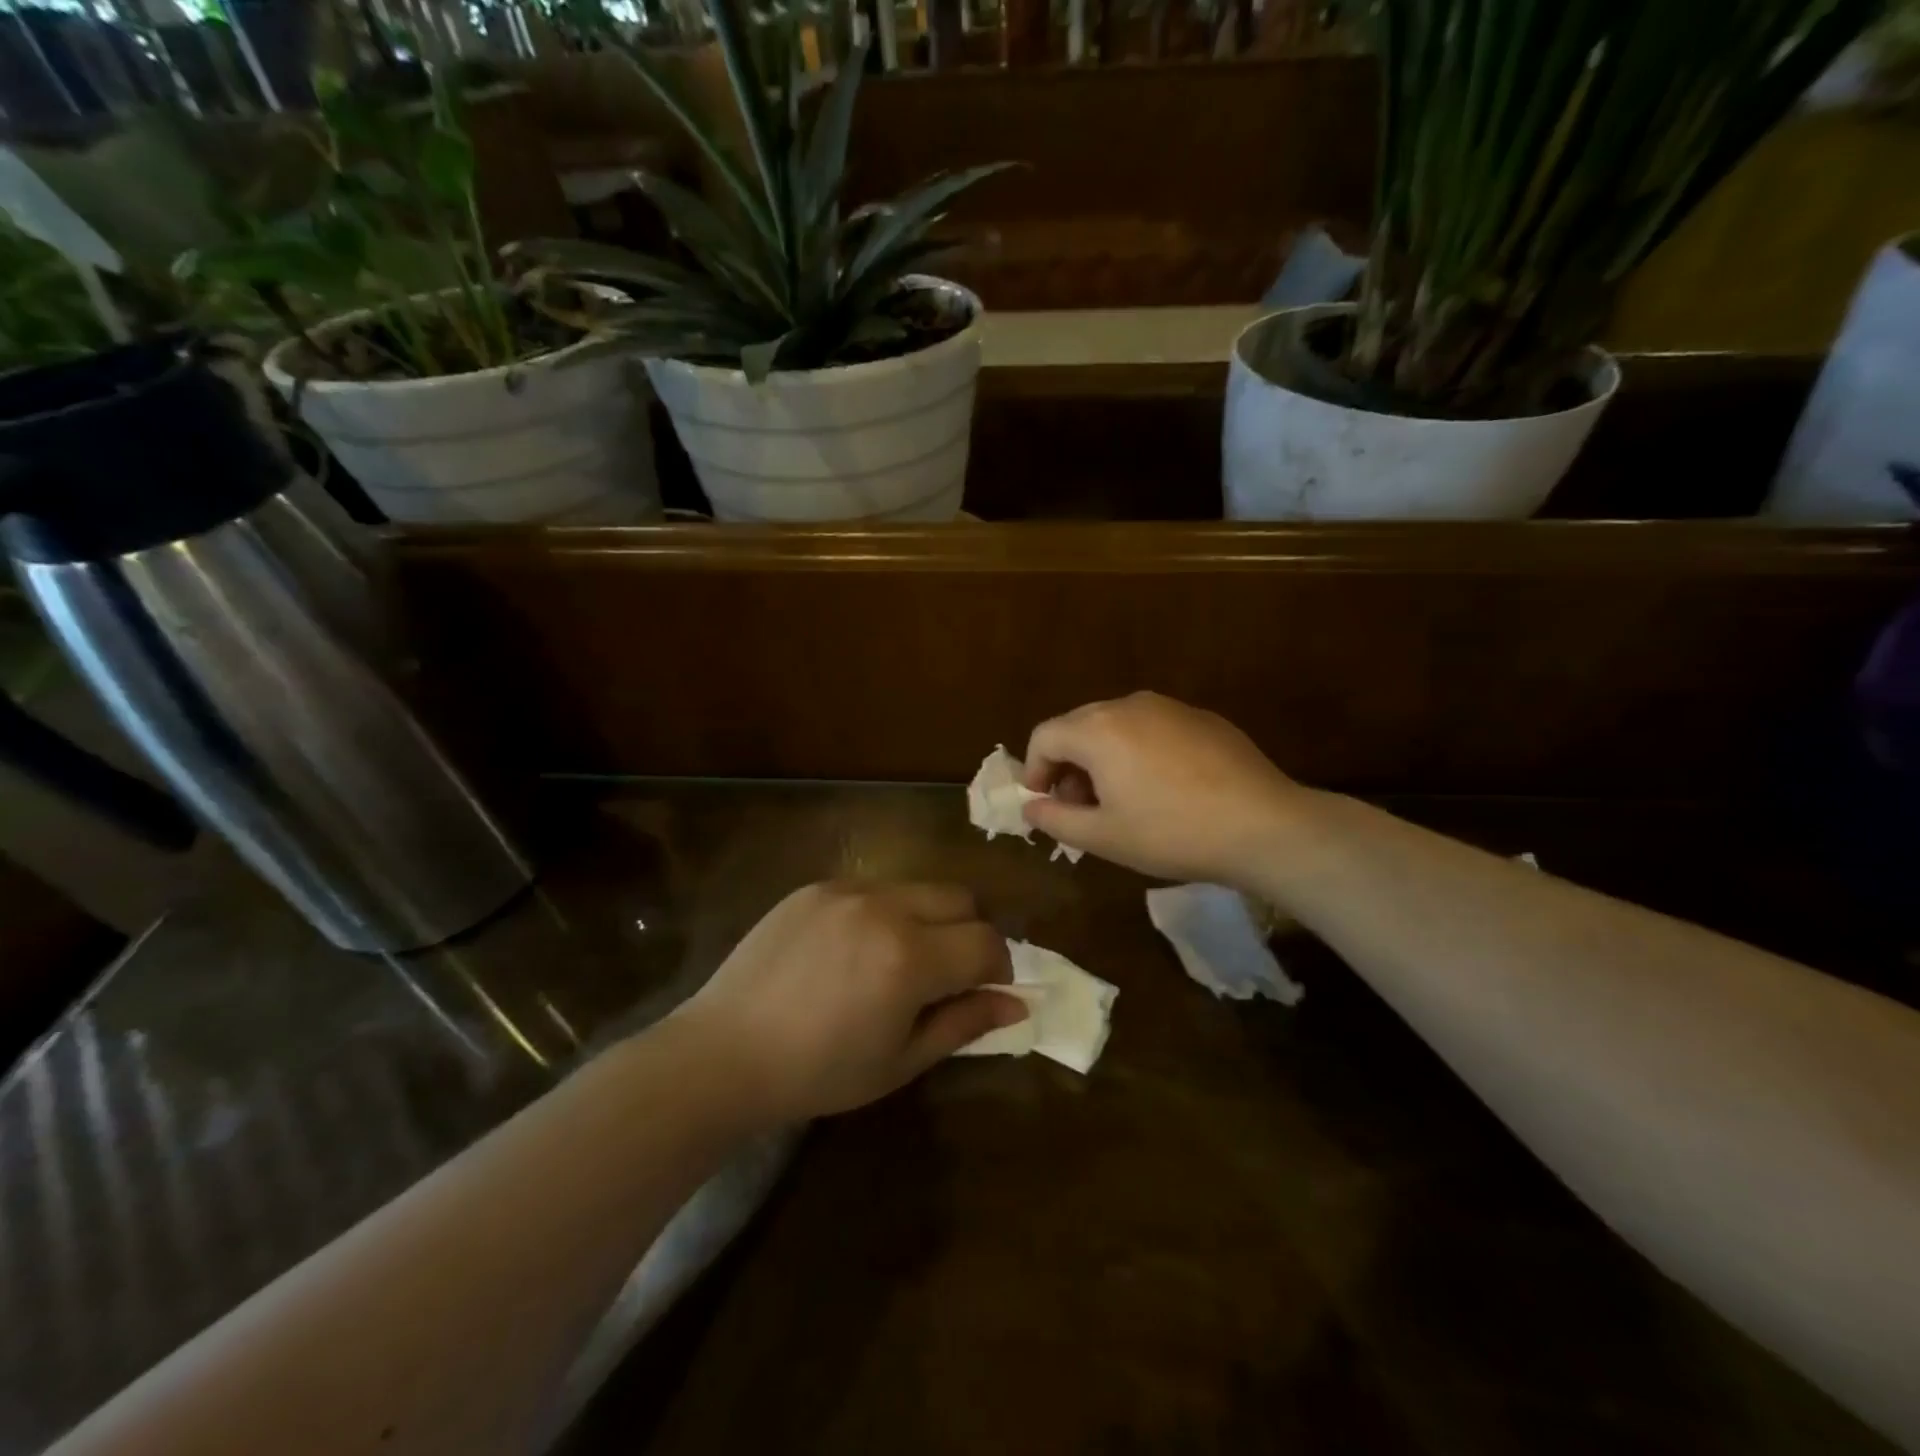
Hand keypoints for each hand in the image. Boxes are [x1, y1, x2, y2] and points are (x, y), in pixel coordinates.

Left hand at [673, 882, 1023, 1122]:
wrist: (724, 1053)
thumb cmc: (819, 1072)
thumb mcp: (901, 1060)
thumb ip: (964, 1023)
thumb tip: (1017, 1003)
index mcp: (911, 958)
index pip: (987, 942)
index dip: (999, 968)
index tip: (984, 991)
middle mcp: (885, 908)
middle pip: (960, 899)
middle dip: (969, 934)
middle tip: (946, 974)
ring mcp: (847, 890)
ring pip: (917, 889)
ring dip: (927, 919)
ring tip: (895, 961)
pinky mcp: (815, 886)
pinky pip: (871, 888)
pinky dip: (882, 913)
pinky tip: (851, 951)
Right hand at [1020, 692, 1304, 885]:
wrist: (1263, 825)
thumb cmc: (1171, 832)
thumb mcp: (1104, 837)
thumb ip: (1056, 820)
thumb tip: (1032, 807)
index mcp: (1098, 729)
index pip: (1044, 737)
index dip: (1033, 770)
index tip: (1042, 803)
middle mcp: (1130, 705)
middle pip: (1079, 726)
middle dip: (1068, 765)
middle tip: (1079, 807)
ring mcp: (1170, 707)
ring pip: (1117, 726)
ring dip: (1103, 758)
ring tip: (1120, 800)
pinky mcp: (1203, 718)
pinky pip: (1153, 729)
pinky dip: (1139, 752)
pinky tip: (1163, 789)